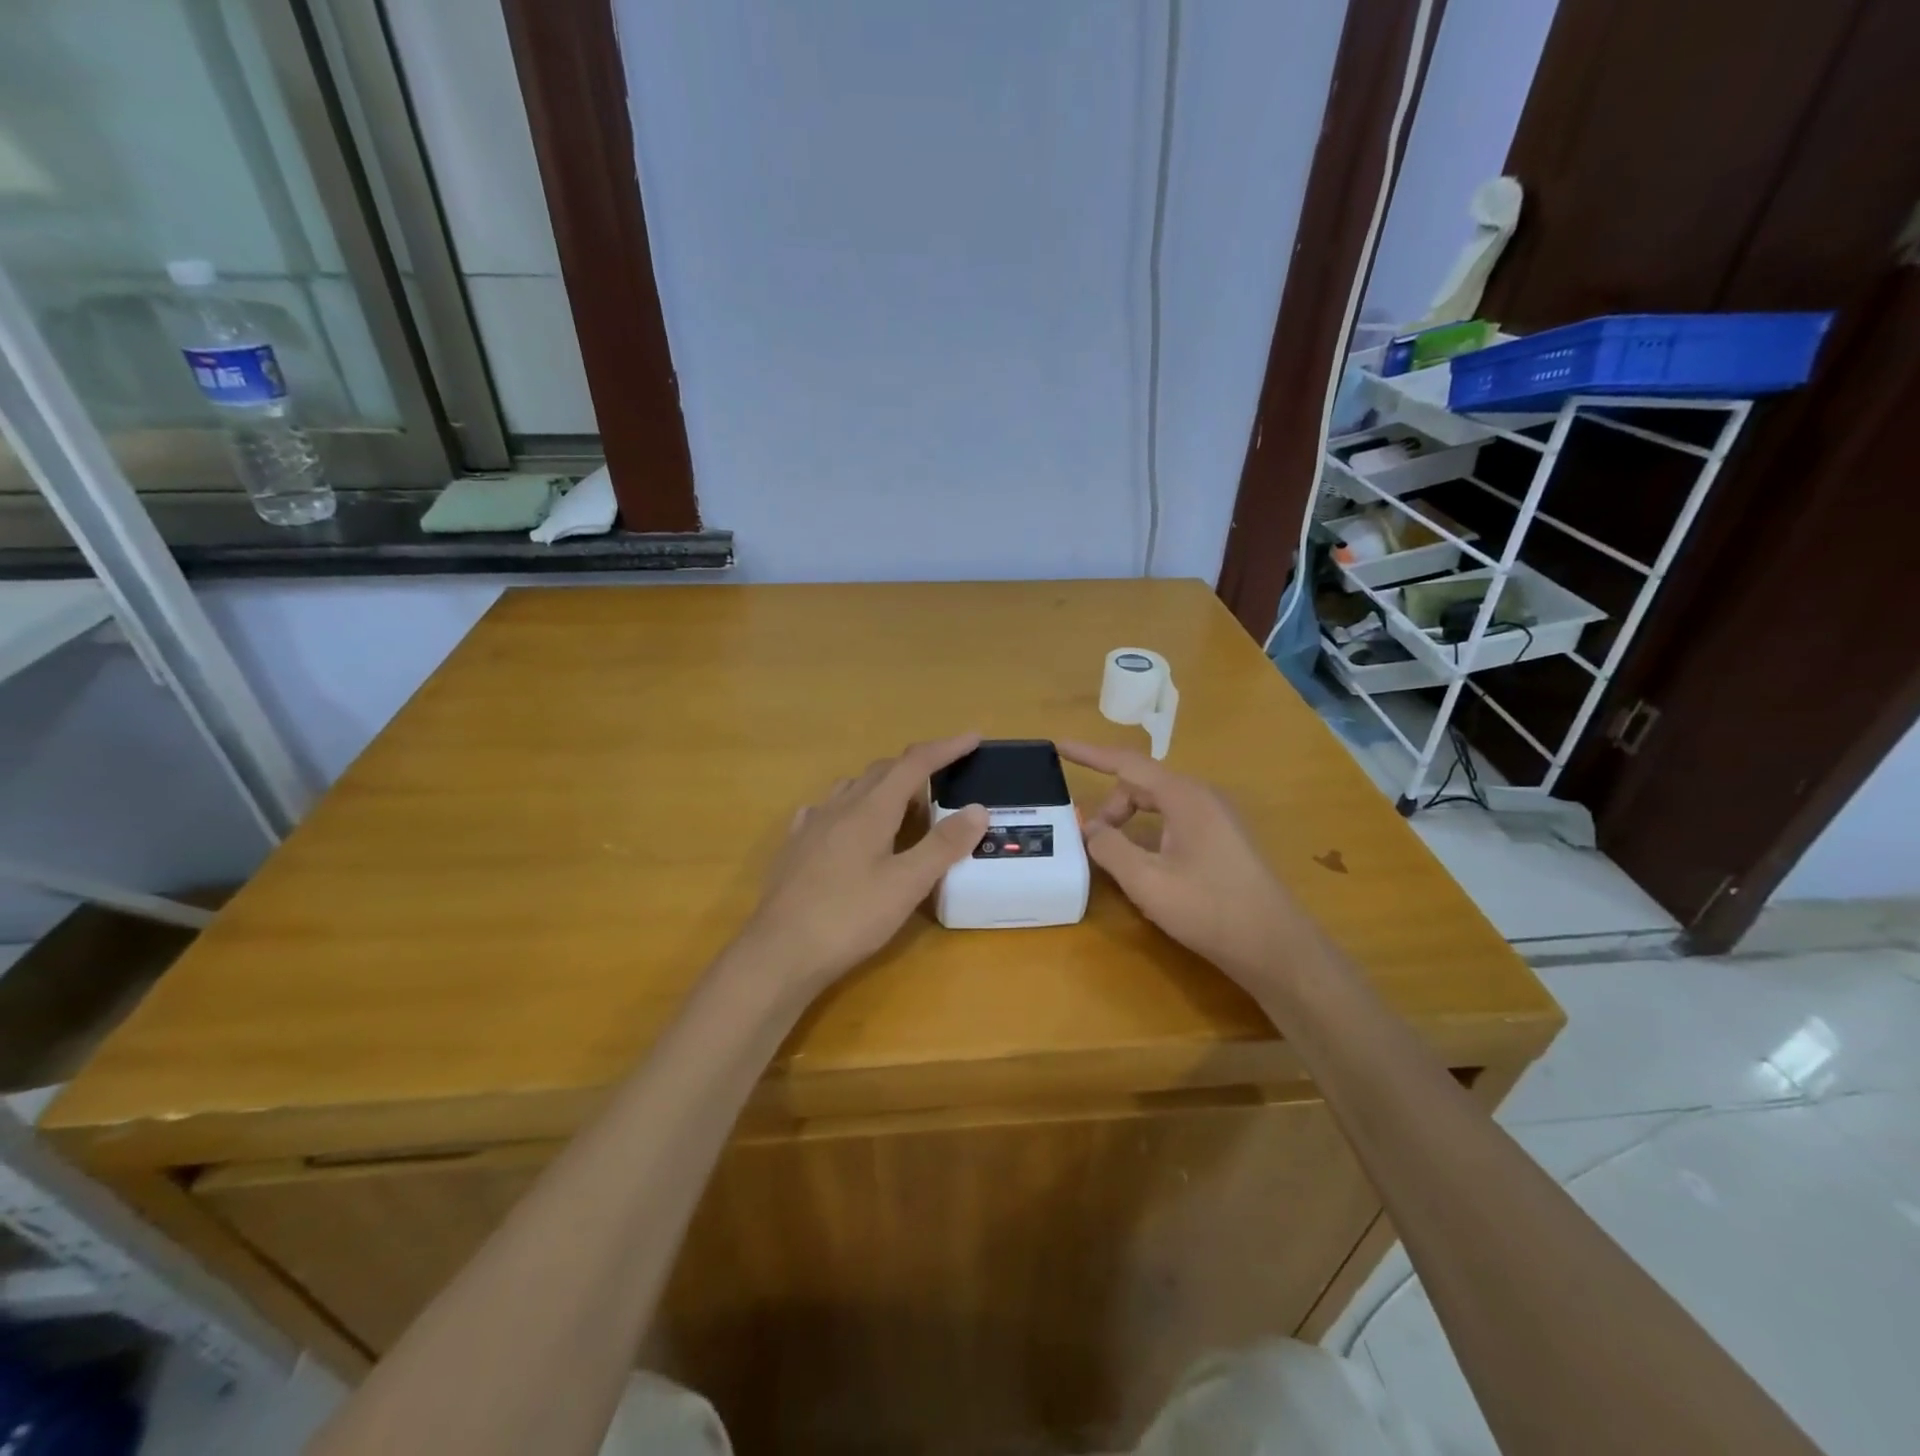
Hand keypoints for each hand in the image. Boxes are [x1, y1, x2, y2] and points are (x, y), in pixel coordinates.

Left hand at [736, 736, 988, 993]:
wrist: (780, 952)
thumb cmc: (849, 917)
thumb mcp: (907, 885)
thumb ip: (943, 845)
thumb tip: (978, 808)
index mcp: (870, 809)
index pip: (914, 764)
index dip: (946, 748)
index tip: (973, 738)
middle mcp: (839, 807)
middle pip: (882, 771)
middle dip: (916, 767)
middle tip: (944, 779)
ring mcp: (812, 825)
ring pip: (852, 788)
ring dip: (882, 786)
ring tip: (902, 806)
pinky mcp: (794, 848)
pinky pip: (827, 810)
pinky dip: (850, 808)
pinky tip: (848, 827)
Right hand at [1060, 741, 1301, 983]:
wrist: (1276, 947)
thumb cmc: (1209, 909)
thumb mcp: (1147, 881)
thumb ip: (1110, 848)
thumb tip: (1090, 827)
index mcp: (1184, 796)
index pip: (1127, 763)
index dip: (1089, 755)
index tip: (1058, 745)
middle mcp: (1203, 797)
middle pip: (1142, 785)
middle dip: (1111, 807)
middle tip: (1090, 842)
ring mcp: (1218, 818)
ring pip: (1159, 805)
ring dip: (1130, 822)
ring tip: (1114, 856)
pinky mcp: (1224, 840)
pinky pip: (1175, 822)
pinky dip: (1150, 834)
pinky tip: (1145, 868)